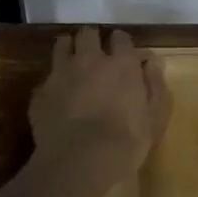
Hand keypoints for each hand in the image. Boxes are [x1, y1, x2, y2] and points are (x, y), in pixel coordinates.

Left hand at [29, 28, 170, 176]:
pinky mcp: (41, 93)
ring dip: (69, 49)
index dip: (123, 44)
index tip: (125, 56)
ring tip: (74, 64)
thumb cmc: (126, 141)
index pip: (121, 37)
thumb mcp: (156, 116)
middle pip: (88, 33)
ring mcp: (61, 74)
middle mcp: (89, 60)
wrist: (79, 163)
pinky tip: (57, 97)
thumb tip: (154, 62)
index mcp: (121, 63)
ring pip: (62, 45)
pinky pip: (47, 77)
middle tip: (97, 56)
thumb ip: (156, 84)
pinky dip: (54, 82)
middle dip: (93, 40)